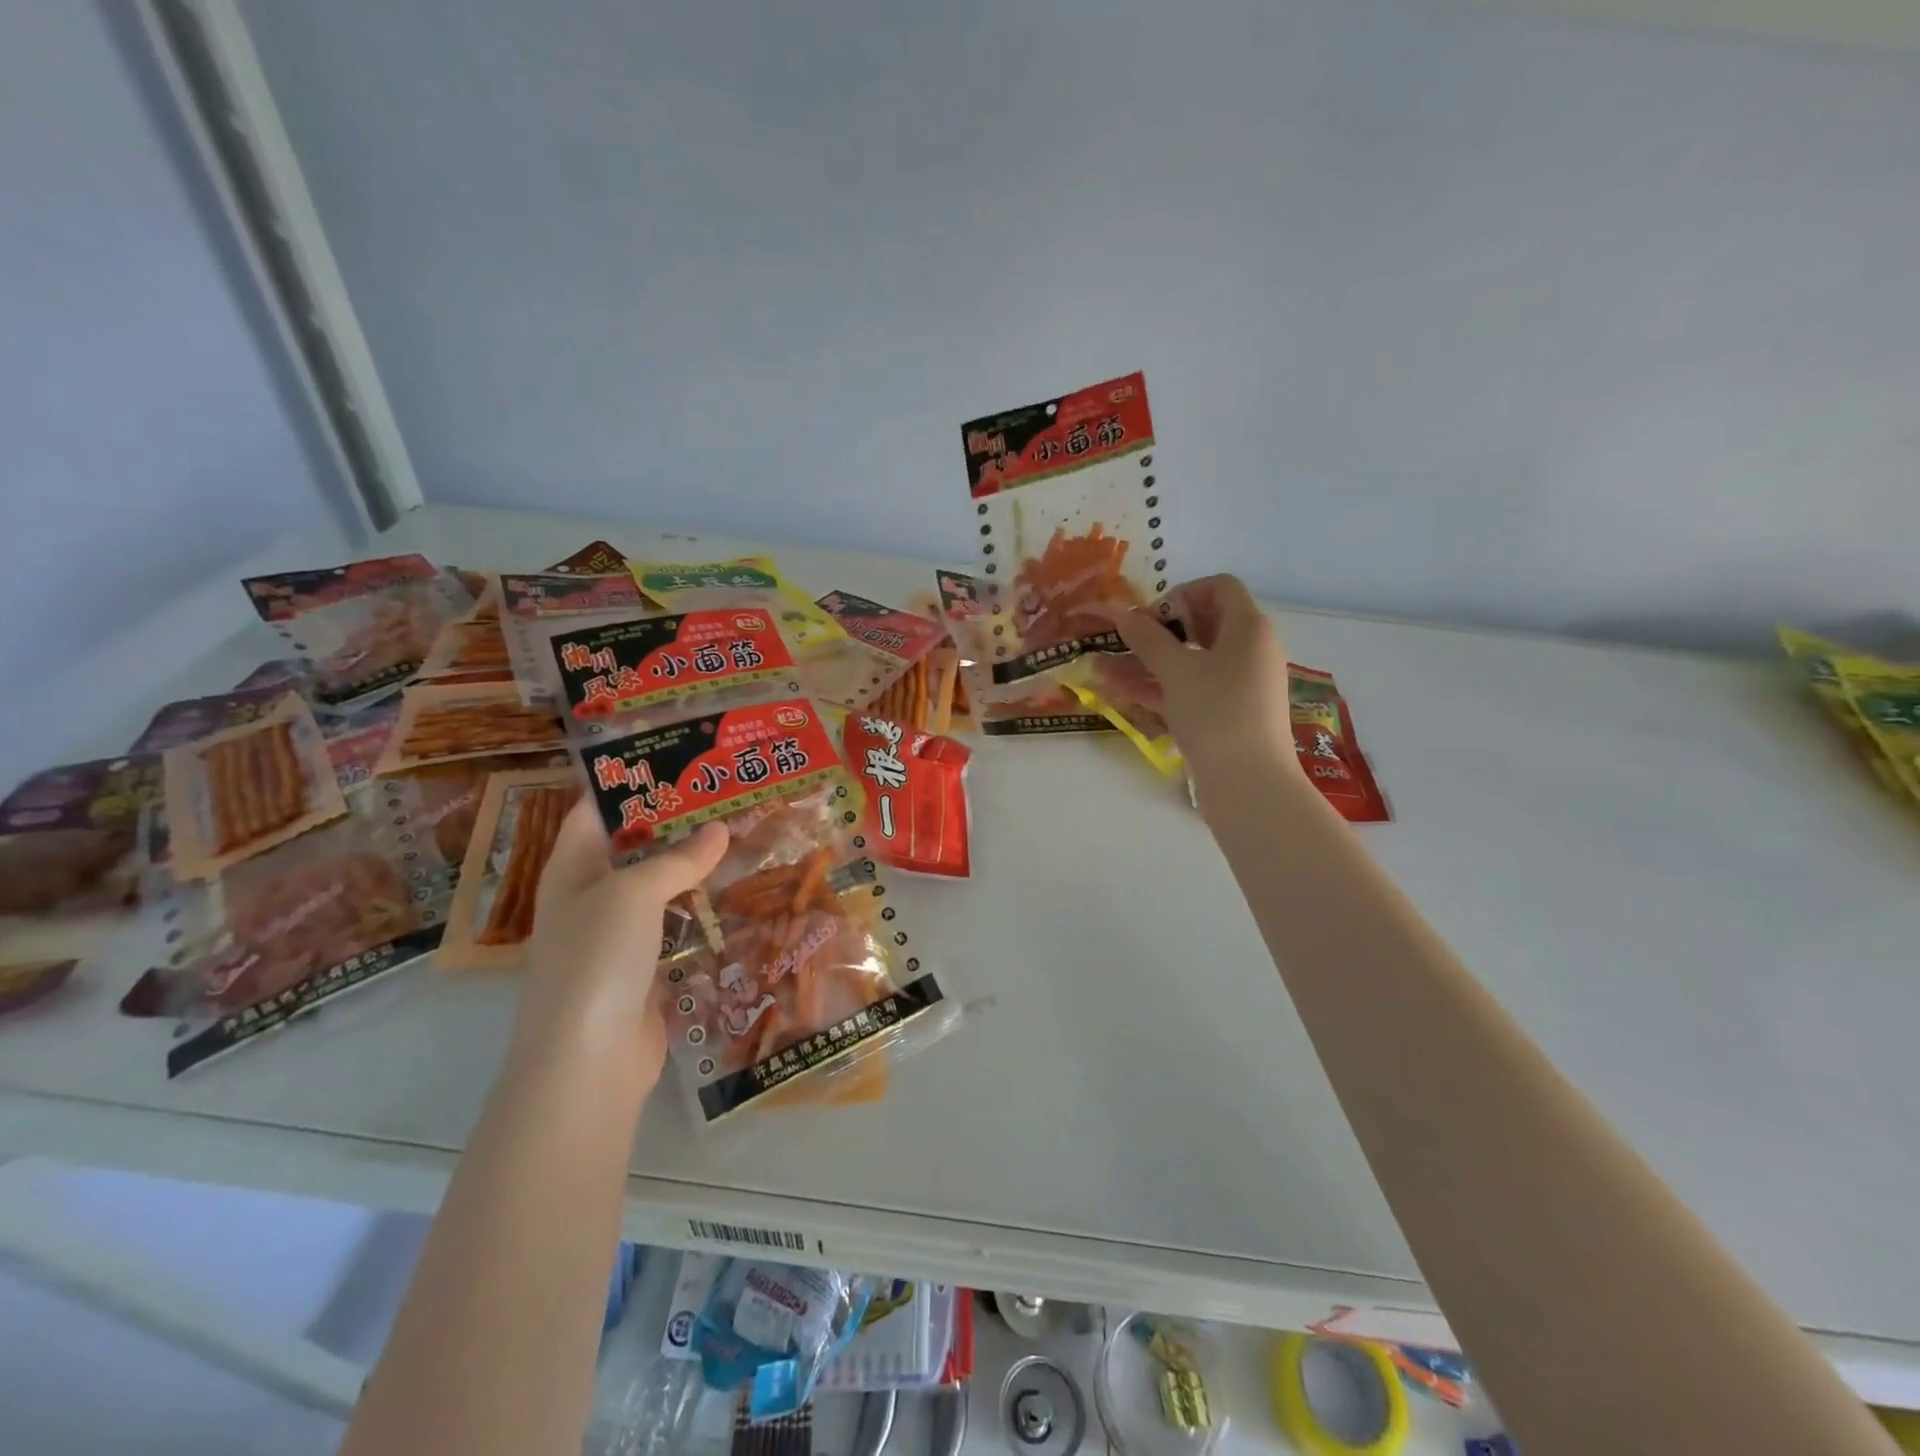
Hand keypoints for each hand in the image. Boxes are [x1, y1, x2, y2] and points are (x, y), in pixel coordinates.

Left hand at [510, 796, 728, 1086]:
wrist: (587, 1063)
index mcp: (572, 866)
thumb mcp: (633, 895)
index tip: (679, 756)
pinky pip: (677, 921)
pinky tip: (738, 889)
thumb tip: (719, 828)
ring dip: (695, 862)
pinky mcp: (646, 964)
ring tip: (742, 831)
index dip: (631, 779)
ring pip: (660, 883)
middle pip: (634, 843)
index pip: (596, 807)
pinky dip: (702, 904)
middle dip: (676, 819)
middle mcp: (591, 893)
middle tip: (725, 791)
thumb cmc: (596, 961)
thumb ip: (678, 858)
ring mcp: (618, 932)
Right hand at [1103, 574, 1297, 780]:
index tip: (1151, 617)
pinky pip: (1188, 690)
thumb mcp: (1176, 671)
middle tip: (1123, 642)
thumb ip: (1147, 639)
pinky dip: (1156, 688)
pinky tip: (1114, 691)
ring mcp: (1236, 685)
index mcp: (1249, 628)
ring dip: (1145, 664)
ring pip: (1187, 663)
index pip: (1219, 588)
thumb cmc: (1217, 713)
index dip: (1181, 594)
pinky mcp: (1223, 715)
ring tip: (1098, 668)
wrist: (1249, 784)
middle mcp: (1248, 651)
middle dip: (1154, 633)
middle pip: (1200, 626)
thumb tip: (1121, 612)